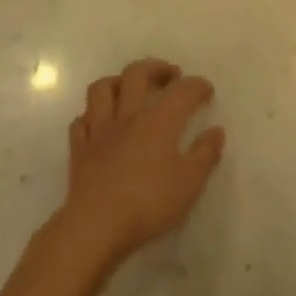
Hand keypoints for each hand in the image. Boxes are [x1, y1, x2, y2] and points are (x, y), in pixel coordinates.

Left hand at [58, 59, 225, 265]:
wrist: (96, 227)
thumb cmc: (148, 204)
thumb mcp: (189, 183)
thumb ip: (205, 154)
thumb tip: (216, 131)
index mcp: (158, 120)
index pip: (182, 91)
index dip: (197, 86)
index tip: (206, 90)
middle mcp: (128, 115)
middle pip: (137, 74)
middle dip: (156, 68)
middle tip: (170, 75)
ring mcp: (99, 130)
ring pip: (102, 89)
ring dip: (117, 81)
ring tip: (129, 88)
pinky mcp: (79, 150)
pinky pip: (81, 121)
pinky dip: (92, 116)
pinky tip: (100, 124)